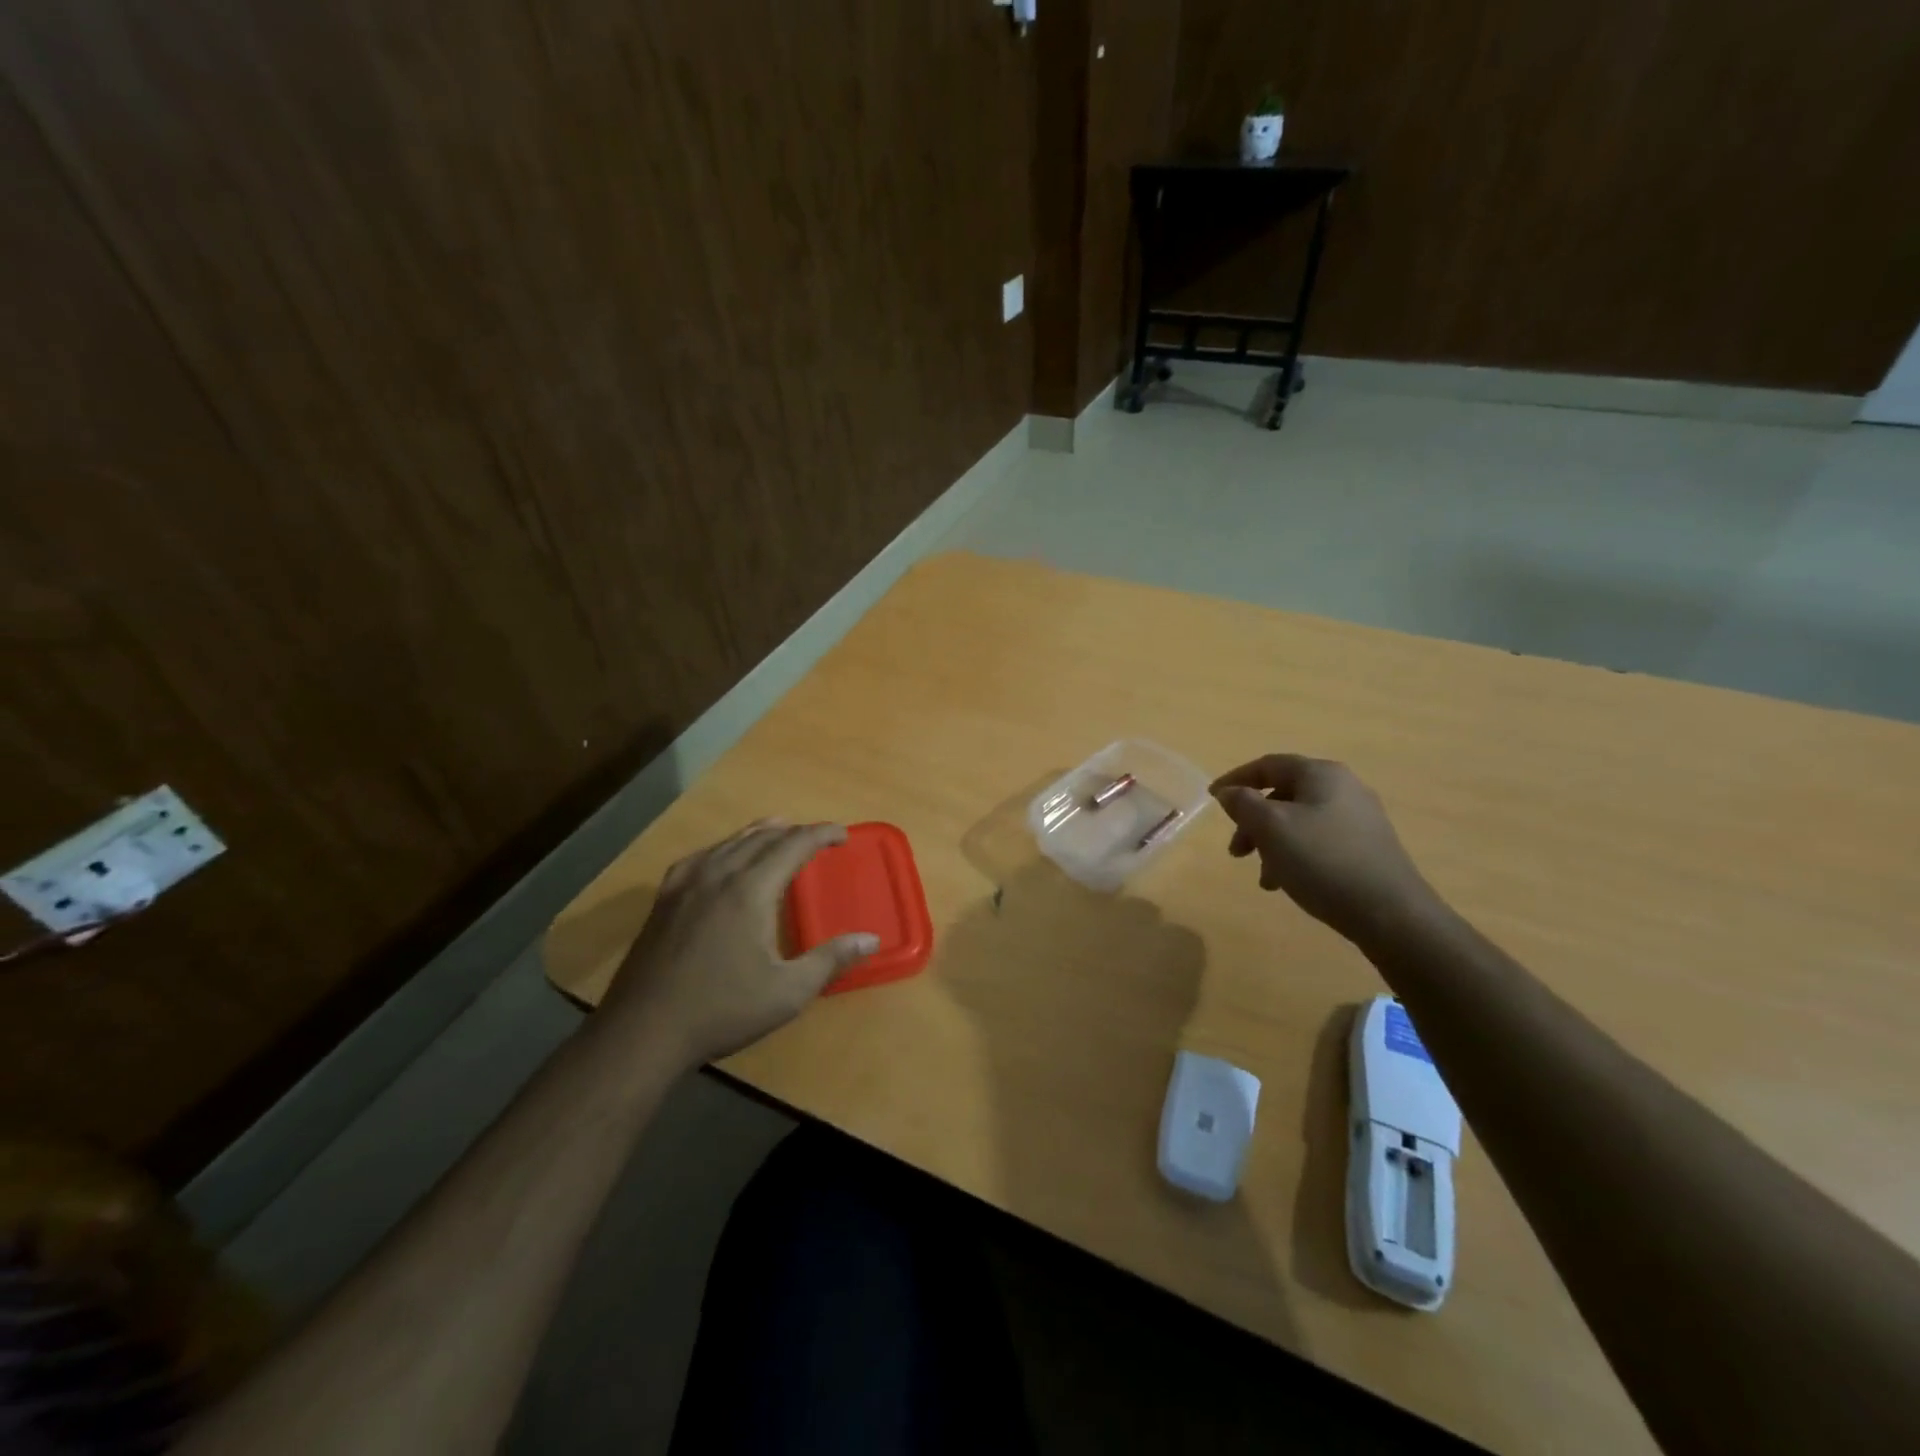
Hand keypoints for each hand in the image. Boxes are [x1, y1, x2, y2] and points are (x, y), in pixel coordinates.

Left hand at [601, 820, 877, 1068]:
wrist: (643, 1032)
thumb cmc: (722, 1010)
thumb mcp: (787, 991)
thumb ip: (830, 960)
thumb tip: (870, 939)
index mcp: (750, 890)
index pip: (793, 845)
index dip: (821, 834)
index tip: (842, 835)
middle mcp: (718, 875)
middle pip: (761, 837)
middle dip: (794, 832)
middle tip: (816, 838)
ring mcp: (686, 884)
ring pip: (729, 842)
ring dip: (759, 834)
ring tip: (778, 833)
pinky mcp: (664, 900)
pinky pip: (700, 857)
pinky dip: (722, 848)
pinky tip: (721, 858)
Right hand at [1211, 755, 1436, 943]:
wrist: (1391, 913)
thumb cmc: (1322, 860)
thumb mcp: (1271, 827)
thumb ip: (1243, 804)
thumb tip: (1230, 792)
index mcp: (1321, 774)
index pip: (1268, 765)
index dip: (1235, 779)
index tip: (1211, 799)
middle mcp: (1343, 788)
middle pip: (1282, 795)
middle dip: (1252, 821)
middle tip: (1236, 851)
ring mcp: (1359, 819)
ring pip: (1298, 822)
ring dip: (1271, 844)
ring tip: (1263, 877)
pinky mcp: (1367, 848)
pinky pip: (1318, 842)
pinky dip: (1294, 856)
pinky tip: (1287, 884)